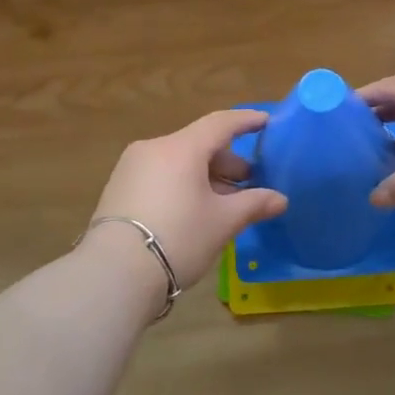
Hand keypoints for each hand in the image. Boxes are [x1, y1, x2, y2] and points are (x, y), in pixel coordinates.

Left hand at [88, 109, 287, 296]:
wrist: (114, 274)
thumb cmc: (178, 238)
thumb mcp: (222, 222)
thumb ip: (253, 204)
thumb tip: (280, 199)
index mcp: (181, 148)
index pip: (220, 123)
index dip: (246, 121)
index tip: (265, 121)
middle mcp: (154, 148)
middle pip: (198, 144)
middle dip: (227, 161)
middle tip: (249, 182)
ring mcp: (131, 167)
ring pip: (178, 161)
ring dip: (204, 175)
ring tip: (224, 201)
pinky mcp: (118, 188)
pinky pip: (160, 175)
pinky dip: (182, 183)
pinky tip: (194, 209)